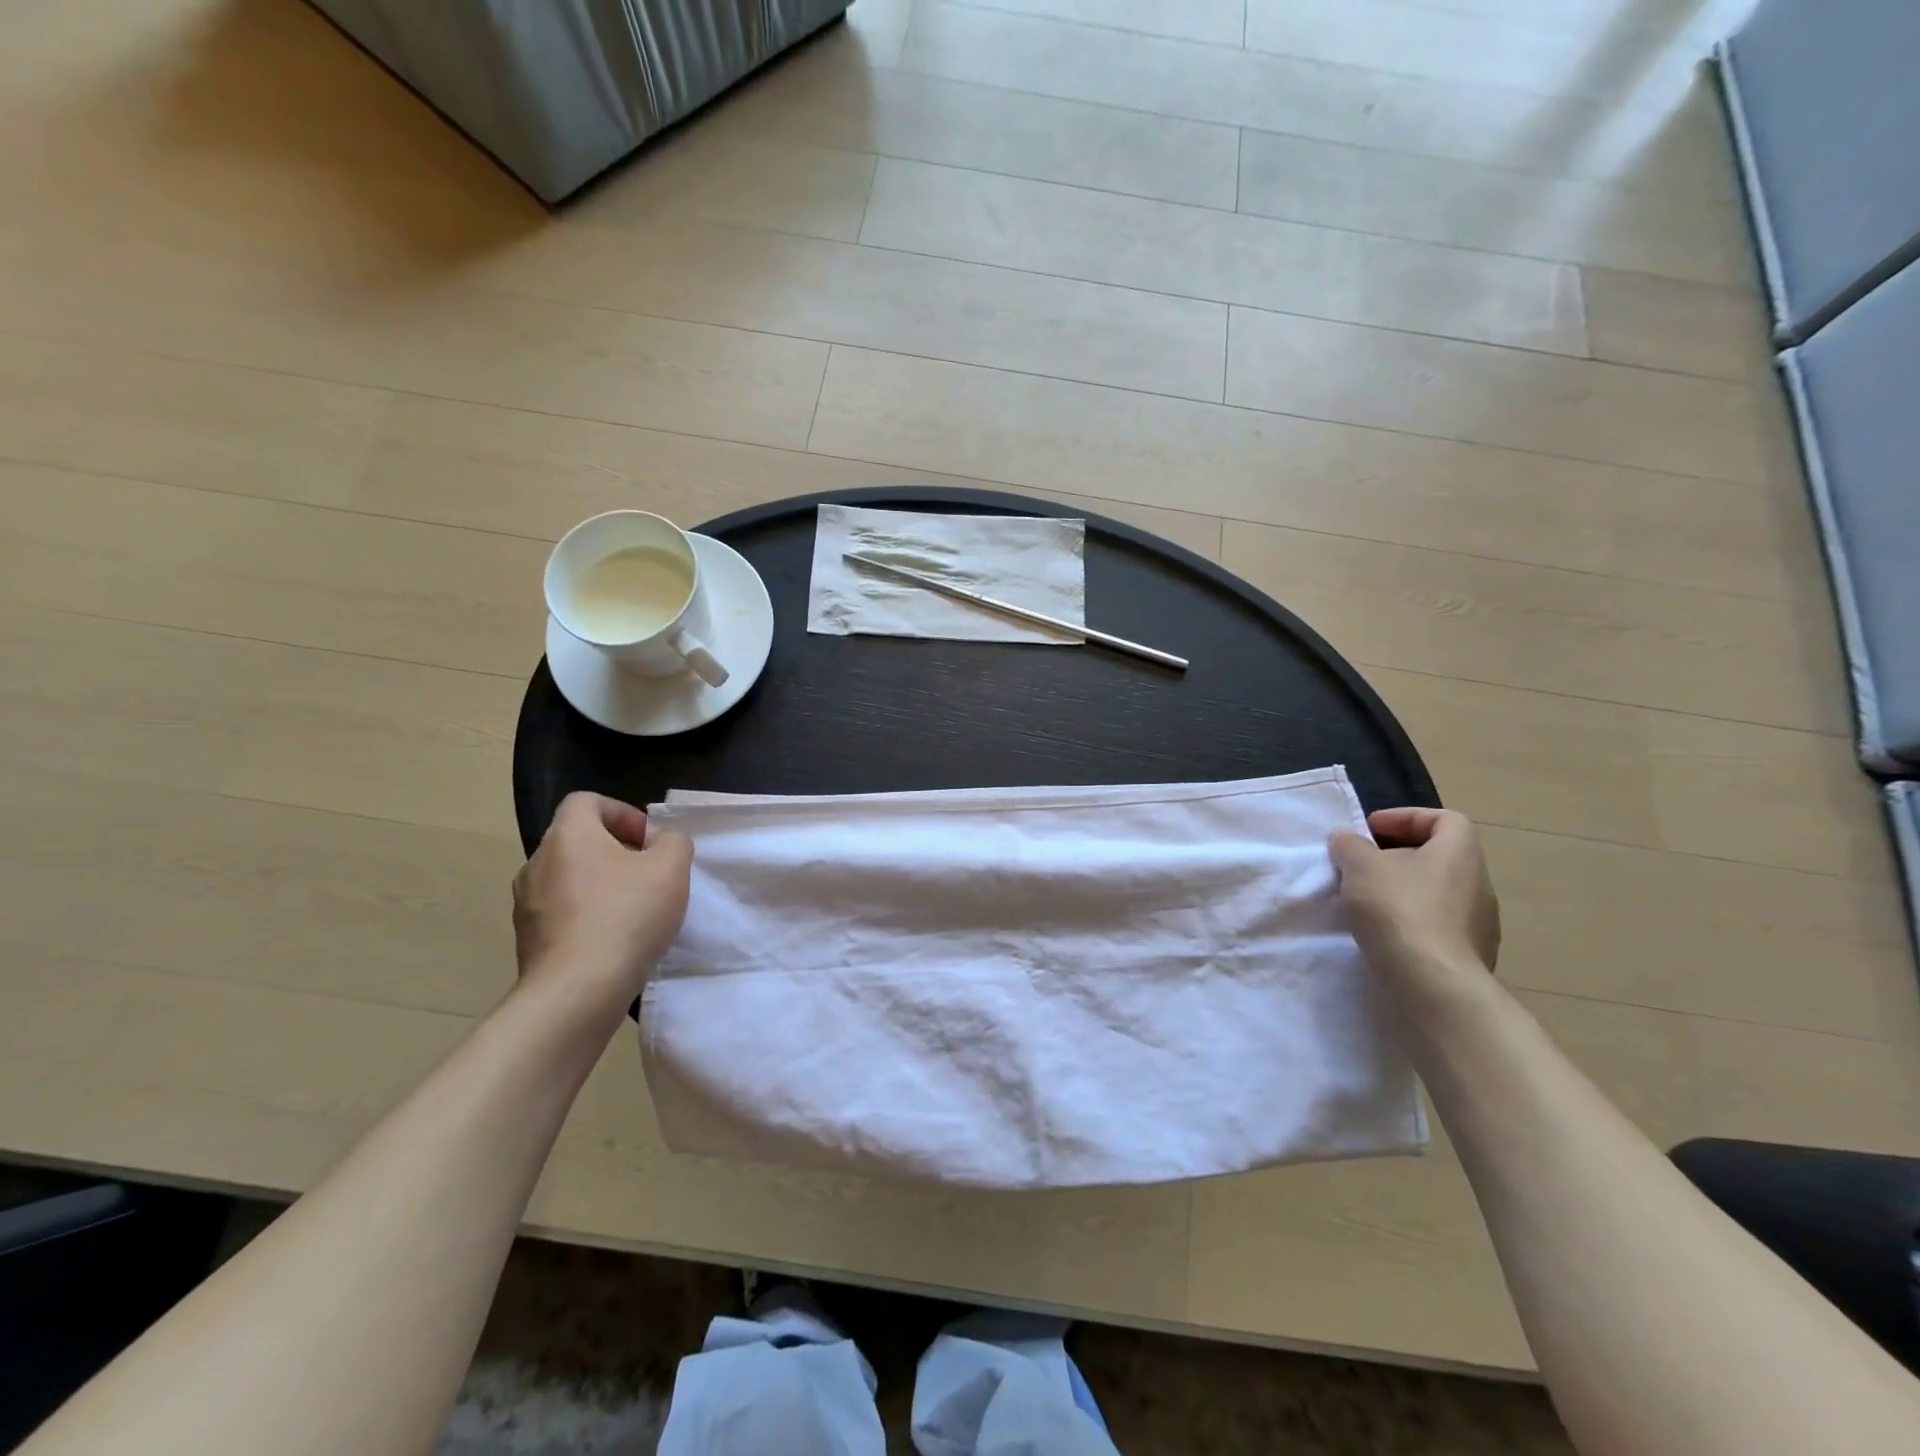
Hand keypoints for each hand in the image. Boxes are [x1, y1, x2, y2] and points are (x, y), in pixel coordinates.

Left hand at [512, 792, 692, 1012]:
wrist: (578, 990)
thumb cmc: (626, 915)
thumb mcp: (671, 867)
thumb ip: (673, 841)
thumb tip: (660, 842)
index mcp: (568, 836)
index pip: (586, 801)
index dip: (622, 812)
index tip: (649, 840)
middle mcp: (537, 863)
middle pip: (579, 841)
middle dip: (617, 851)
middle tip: (650, 874)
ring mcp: (527, 904)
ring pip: (570, 879)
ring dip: (602, 885)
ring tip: (635, 910)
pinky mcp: (528, 940)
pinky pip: (562, 913)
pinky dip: (588, 916)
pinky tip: (615, 940)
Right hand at [1329, 807, 1500, 981]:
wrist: (1434, 984)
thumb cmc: (1399, 910)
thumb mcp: (1360, 866)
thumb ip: (1350, 845)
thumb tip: (1346, 838)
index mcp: (1460, 852)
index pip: (1444, 819)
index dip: (1405, 817)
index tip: (1370, 830)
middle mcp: (1479, 883)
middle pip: (1437, 856)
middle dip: (1397, 856)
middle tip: (1361, 866)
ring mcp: (1481, 924)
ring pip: (1436, 893)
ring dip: (1403, 891)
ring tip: (1368, 902)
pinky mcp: (1471, 956)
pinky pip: (1438, 926)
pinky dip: (1411, 922)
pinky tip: (1385, 934)